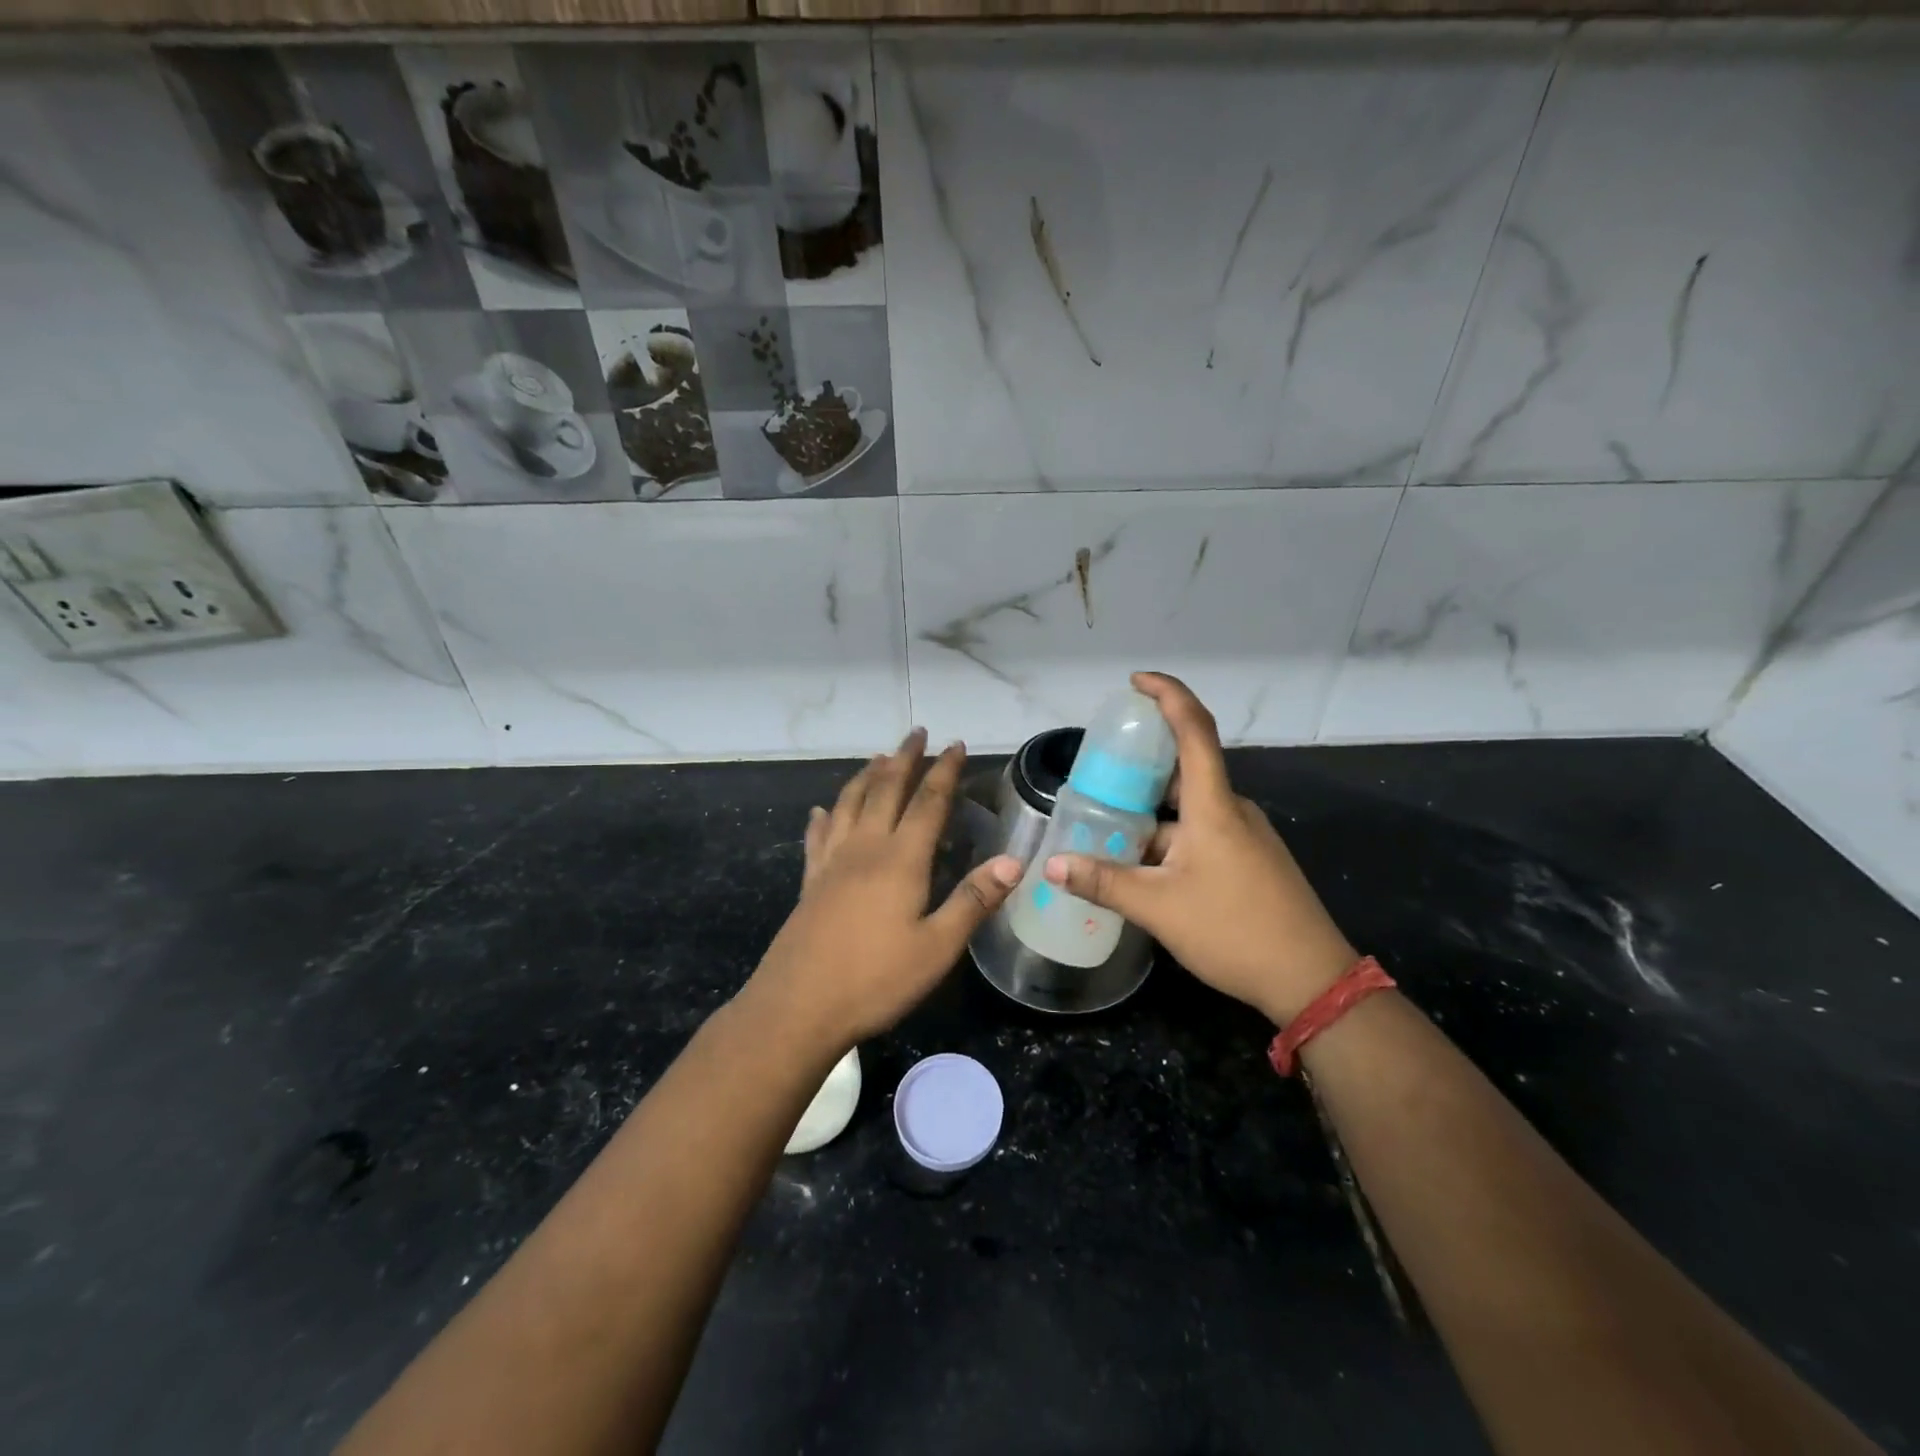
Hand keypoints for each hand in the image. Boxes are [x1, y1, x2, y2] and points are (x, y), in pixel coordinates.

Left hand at [742, 728, 1022, 1053]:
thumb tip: (1014, 860)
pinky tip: (821, 812)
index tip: (955, 744)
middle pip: (885, 789)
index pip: (928, 802)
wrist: (797, 1008)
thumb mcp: (938, 947)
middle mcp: (864, 848)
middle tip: (917, 733)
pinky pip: (818, 837)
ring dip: (866, 776)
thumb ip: (973, 900)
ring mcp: (831, 863)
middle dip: (904, 758)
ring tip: (878, 757)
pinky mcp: (810, 883)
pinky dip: (824, 817)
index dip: (944, 771)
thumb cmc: (875, 980)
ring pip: (849, 804)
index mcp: (900, 859)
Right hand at [1042, 673, 1357, 1024]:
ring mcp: (1244, 836)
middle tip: (1099, 770)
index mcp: (1213, 807)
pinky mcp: (1249, 861)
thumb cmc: (1234, 931)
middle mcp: (1231, 810)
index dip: (1168, 695)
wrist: (1311, 980)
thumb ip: (1103, 882)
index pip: (1194, 729)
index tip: (1136, 682)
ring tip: (1107, 824)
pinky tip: (1141, 866)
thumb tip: (1052, 865)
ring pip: (1189, 809)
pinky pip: (1201, 833)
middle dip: (1142, 765)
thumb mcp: (1158, 908)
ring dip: (1150, 813)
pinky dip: (1168, 837)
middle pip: (1185, 769)